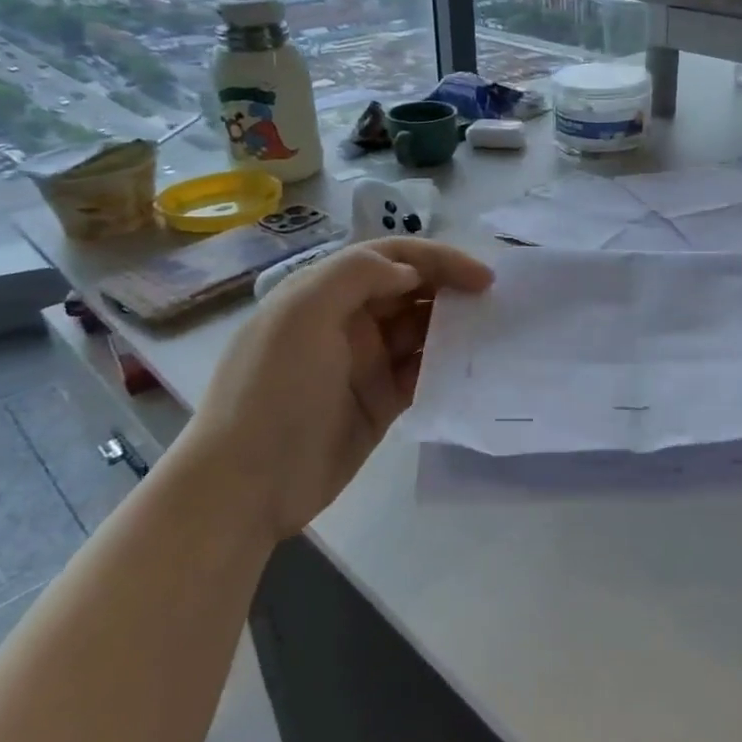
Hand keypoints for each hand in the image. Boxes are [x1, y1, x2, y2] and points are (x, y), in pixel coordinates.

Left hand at [180, 239, 493, 536]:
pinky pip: (421, 374)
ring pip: (421, 332)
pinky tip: (473, 368)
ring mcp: (364, 364)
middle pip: (410, 291)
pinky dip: (447, 366)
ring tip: (494, 333)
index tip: (480, 276)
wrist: (247, 483)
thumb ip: (356, 276)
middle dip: (451, 289)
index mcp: (325, 293)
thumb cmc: (273, 389)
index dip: (437, 259)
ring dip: (454, 327)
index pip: (390, 258)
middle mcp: (347, 321)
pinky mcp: (379, 403)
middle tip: (495, 303)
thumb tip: (410, 273)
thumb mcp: (302, 315)